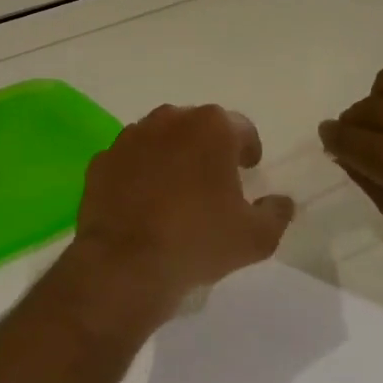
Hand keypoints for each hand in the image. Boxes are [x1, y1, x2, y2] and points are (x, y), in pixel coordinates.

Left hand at [60, 104, 296, 328]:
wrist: (126, 262)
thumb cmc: (199, 240)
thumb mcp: (256, 237)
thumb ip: (276, 213)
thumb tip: (281, 202)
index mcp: (211, 127)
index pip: (241, 128)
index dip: (248, 149)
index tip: (248, 170)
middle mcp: (169, 120)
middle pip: (196, 127)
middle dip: (207, 148)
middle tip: (213, 181)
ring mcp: (130, 137)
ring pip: (159, 139)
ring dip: (170, 157)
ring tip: (176, 192)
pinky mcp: (102, 160)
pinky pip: (128, 161)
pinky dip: (137, 174)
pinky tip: (142, 203)